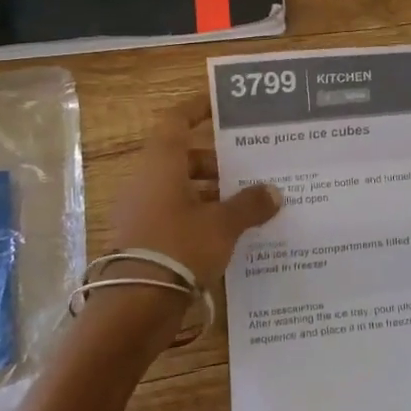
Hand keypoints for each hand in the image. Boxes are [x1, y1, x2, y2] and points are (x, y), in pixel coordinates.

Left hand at [107, 92, 281, 327]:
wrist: (136, 305)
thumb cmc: (180, 247)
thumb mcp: (223, 224)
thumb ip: (250, 204)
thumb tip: (273, 192)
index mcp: (162, 164)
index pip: (177, 121)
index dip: (197, 109)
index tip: (221, 106)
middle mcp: (146, 181)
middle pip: (182, 158)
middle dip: (217, 162)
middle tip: (249, 170)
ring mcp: (141, 211)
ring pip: (180, 188)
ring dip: (211, 192)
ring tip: (246, 204)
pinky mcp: (143, 239)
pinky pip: (175, 215)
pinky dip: (200, 216)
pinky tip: (227, 233)